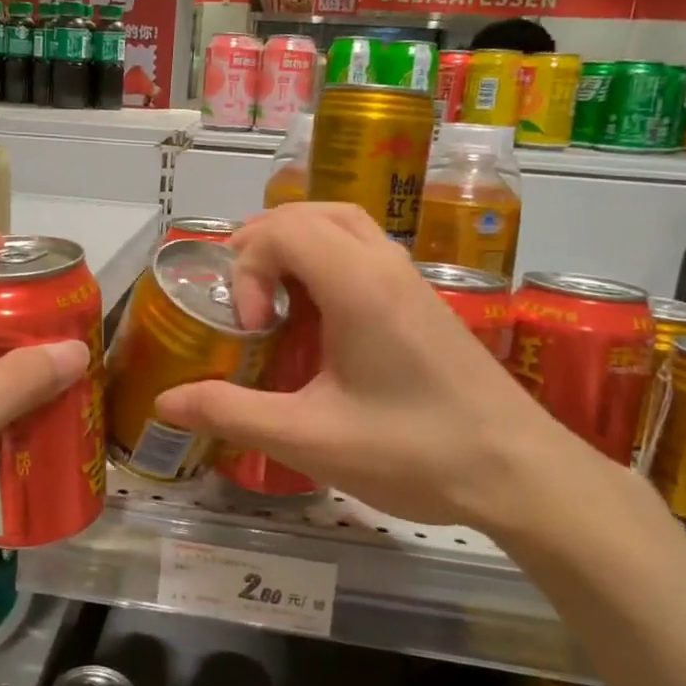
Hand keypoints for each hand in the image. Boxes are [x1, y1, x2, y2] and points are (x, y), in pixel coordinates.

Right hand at [152, 203, 579, 537]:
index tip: (250, 328)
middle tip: (243, 301)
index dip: (247, 268)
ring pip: (341, 224)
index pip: (282, 228)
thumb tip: (165, 400)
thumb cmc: (413, 451)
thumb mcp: (308, 438)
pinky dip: (324, 261)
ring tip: (273, 300)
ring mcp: (410, 279)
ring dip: (295, 247)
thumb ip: (231, 412)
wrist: (520, 472)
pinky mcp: (424, 300)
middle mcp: (384, 264)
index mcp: (356, 284)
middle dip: (262, 245)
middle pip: (309, 213)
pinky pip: (362, 251)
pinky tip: (318, 320)